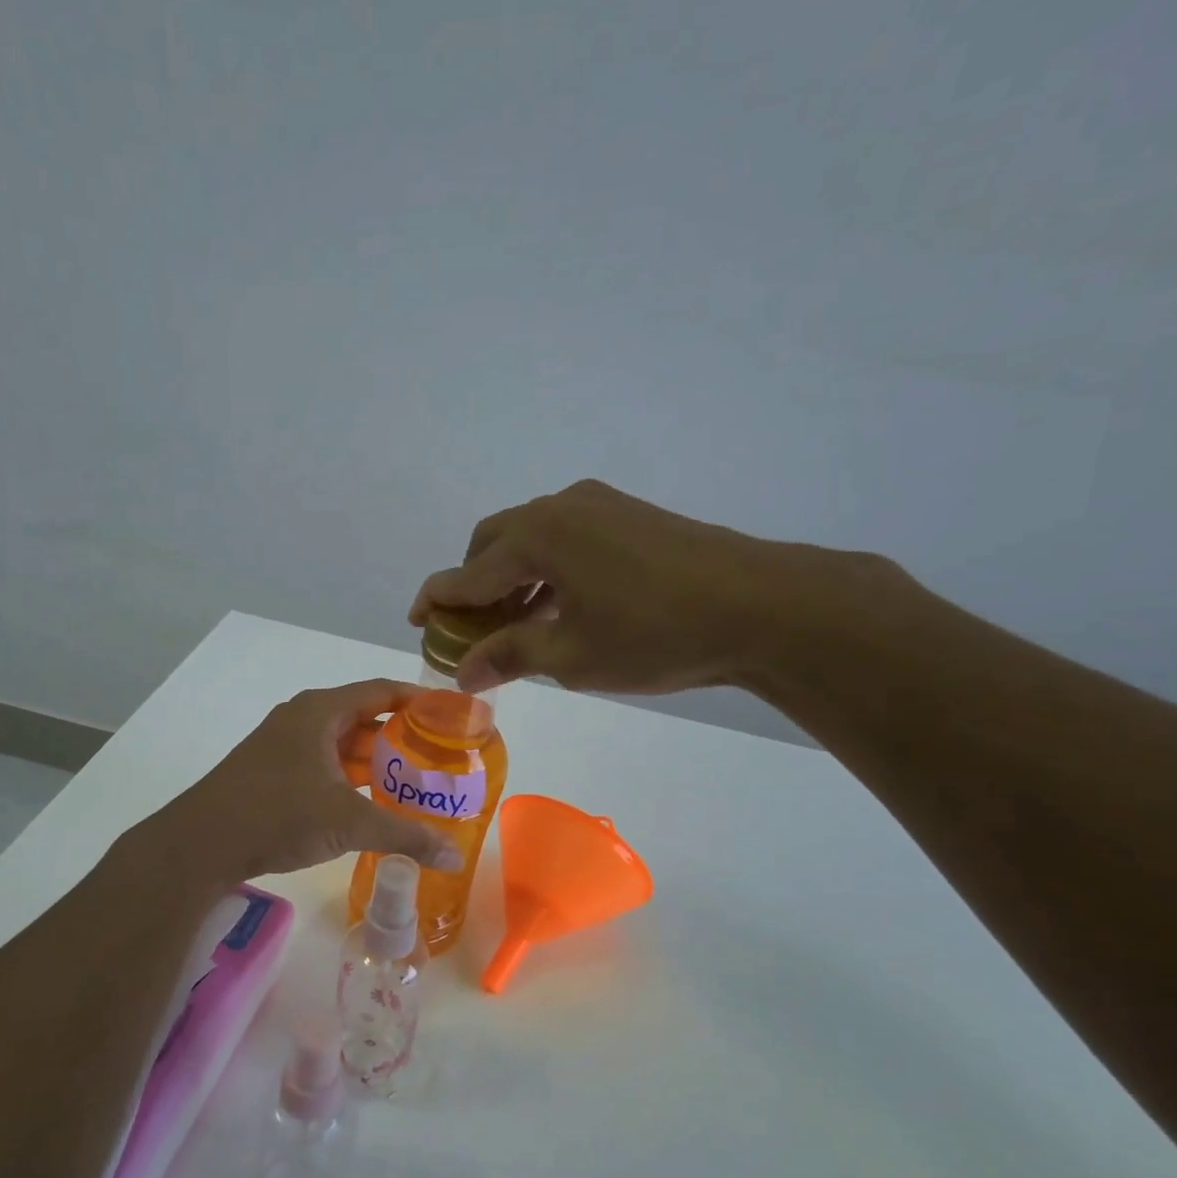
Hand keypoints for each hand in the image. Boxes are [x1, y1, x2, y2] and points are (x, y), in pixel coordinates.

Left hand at [141, 680, 464, 883]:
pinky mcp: (274, 772)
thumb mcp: (348, 823)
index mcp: (320, 711)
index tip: (451, 712)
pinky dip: (351, 778)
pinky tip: (373, 801)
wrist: (201, 843)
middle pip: (364, 718)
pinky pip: (324, 765)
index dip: (418, 699)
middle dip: (402, 737)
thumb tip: (454, 856)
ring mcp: (284, 745)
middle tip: (441, 755)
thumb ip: (404, 836)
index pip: (381, 690)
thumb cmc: (278, 814)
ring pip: (342, 745)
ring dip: (376, 761)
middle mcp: (303, 719)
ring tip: (416, 781)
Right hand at [409, 479, 857, 695]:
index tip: (415, 622)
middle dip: (473, 586)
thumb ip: (509, 655)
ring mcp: (599, 506)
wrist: (761, 606)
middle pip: (493, 544)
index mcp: (537, 536)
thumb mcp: (570, 655)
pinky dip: (546, 571)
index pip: (468, 573)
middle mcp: (560, 507)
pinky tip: (557, 606)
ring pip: (531, 540)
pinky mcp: (628, 515)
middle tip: (469, 630)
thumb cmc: (653, 635)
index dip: (437, 601)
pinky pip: (566, 539)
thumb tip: (462, 671)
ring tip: (512, 626)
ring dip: (511, 579)